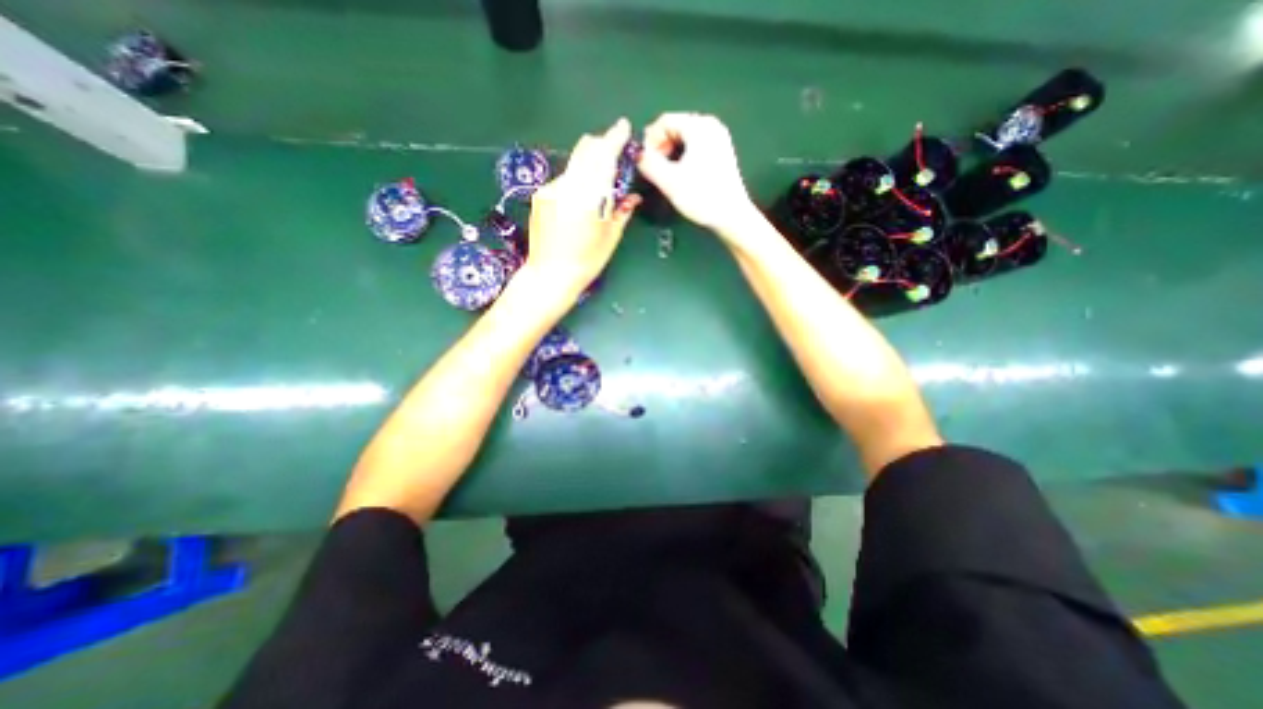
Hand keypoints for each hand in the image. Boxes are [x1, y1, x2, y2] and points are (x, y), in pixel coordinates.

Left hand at [524, 117, 642, 299]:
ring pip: (574, 165)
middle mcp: (569, 185)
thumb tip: (632, 197)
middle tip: (612, 156)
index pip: (604, 156)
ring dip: (588, 167)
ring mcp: (551, 188)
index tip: (623, 128)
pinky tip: (576, 203)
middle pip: (586, 150)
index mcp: (590, 196)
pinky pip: (563, 179)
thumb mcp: (610, 237)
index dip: (615, 138)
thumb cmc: (587, 261)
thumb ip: (622, 211)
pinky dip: (575, 182)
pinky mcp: (540, 195)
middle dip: (601, 146)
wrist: (550, 275)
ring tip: (595, 189)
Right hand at [642, 109, 757, 240]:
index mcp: (699, 126)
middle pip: (675, 127)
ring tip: (665, 174)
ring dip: (670, 153)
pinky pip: (695, 146)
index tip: (644, 163)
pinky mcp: (722, 152)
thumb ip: (648, 163)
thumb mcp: (669, 181)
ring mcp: (719, 138)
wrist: (731, 216)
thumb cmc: (701, 197)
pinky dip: (683, 156)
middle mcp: (711, 125)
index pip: (664, 121)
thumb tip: (636, 154)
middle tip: (653, 170)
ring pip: (684, 138)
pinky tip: (680, 174)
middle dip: (660, 147)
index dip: (649, 140)